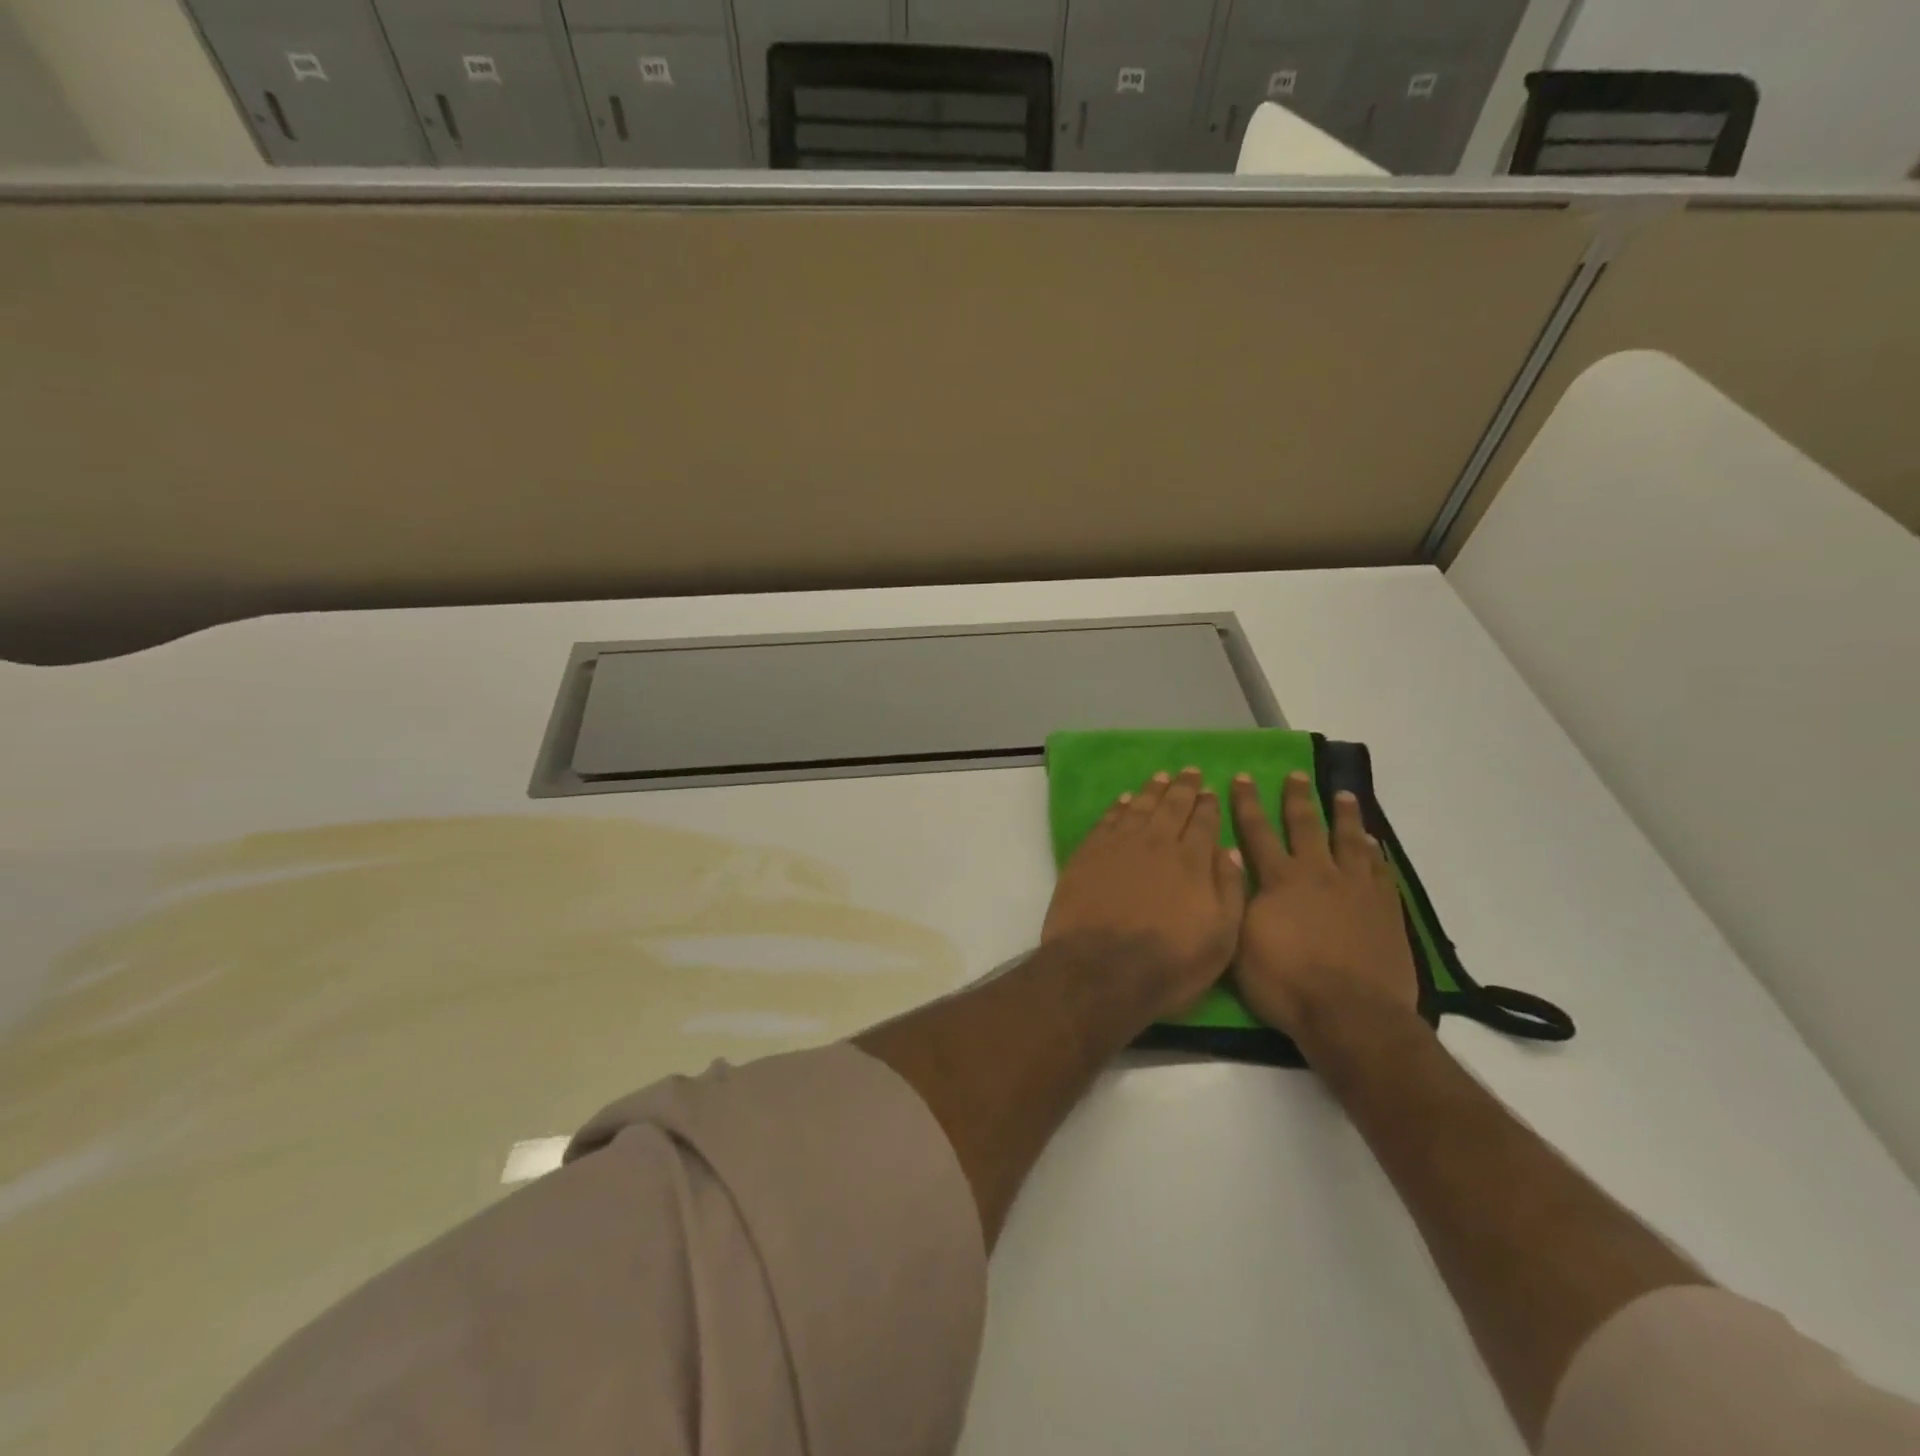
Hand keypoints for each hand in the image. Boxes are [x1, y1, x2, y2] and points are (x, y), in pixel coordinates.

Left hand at [1042, 768, 1246, 1020]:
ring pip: (1139, 807)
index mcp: (1191, 861)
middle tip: (1189, 770)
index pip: (1204, 822)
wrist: (1099, 970)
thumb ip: (1229, 891)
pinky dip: (1119, 807)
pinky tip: (1125, 800)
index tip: (1210, 790)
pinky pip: (1108, 820)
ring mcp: (1118, 845)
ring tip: (1161, 777)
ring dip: (1152, 790)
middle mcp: (1156, 843)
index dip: (1208, 804)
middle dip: (1183, 787)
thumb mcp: (1220, 939)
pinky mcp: (1088, 854)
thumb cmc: (1168, 963)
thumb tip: (1230, 852)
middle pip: (1172, 806)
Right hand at [1229, 772, 1418, 1031]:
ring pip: (1350, 841)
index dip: (1247, 804)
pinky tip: (1373, 843)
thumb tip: (1231, 864)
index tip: (1243, 777)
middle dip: (1297, 798)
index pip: (1258, 832)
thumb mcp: (1240, 941)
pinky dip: (1374, 852)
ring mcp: (1357, 889)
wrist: (1351, 1015)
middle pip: (1306, 826)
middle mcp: (1318, 873)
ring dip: (1344, 815)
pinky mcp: (1386, 909)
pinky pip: (1380, 870)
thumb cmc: (1285, 983)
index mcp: (1280, 880)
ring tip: (1344, 795)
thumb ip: (1237, 899)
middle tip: (1296, 775)